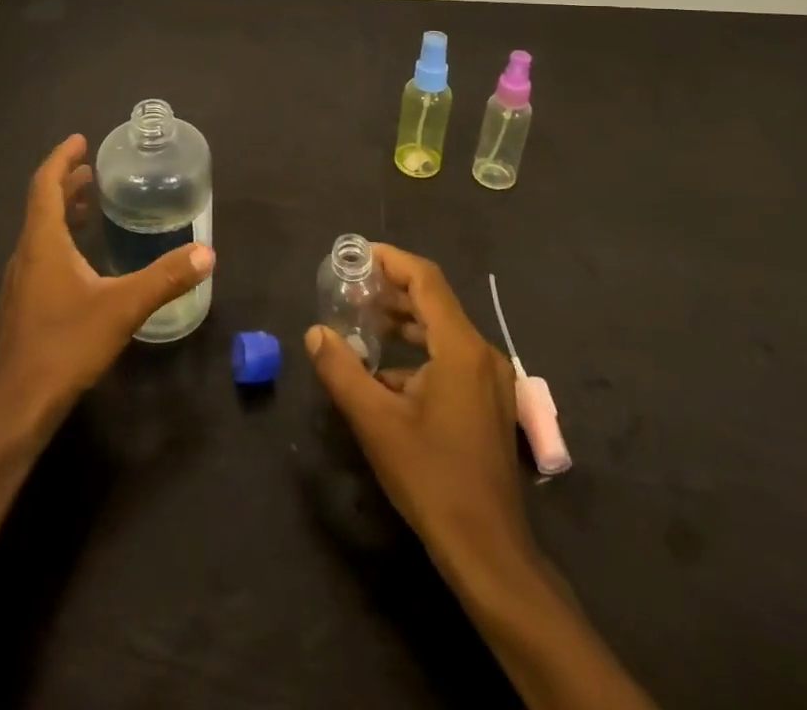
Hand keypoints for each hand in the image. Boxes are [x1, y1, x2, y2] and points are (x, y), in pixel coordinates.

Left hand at [0, 134, 215, 438]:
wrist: (16, 407)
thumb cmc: (65, 346)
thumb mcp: (122, 307)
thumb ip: (164, 278)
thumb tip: (205, 253)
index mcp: (42, 242)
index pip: (45, 185)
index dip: (61, 158)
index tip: (80, 140)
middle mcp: (25, 255)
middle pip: (41, 205)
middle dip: (65, 182)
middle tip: (93, 171)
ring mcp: (20, 283)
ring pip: (39, 232)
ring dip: (62, 212)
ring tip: (89, 206)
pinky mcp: (22, 306)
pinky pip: (41, 256)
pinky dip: (60, 240)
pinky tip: (83, 261)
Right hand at [305, 244, 528, 562]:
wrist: (489, 550)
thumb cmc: (432, 478)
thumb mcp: (376, 423)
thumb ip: (342, 371)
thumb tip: (315, 332)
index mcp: (461, 348)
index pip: (425, 280)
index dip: (391, 260)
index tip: (357, 255)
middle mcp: (482, 353)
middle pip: (434, 302)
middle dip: (392, 290)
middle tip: (351, 288)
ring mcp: (490, 379)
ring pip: (443, 331)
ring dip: (404, 322)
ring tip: (363, 322)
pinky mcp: (488, 402)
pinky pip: (451, 357)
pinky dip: (419, 352)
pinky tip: (386, 374)